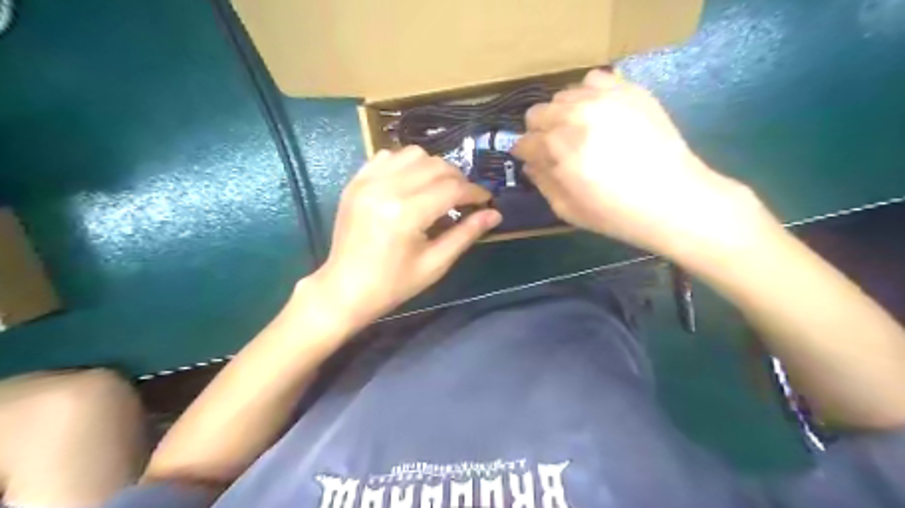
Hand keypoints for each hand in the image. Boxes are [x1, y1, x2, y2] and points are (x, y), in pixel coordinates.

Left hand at [312, 144, 501, 325]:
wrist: (345, 289)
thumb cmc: (393, 284)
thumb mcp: (435, 264)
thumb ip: (465, 234)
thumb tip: (495, 214)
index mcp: (406, 214)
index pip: (452, 189)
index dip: (475, 192)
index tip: (486, 200)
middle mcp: (386, 188)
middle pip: (436, 166)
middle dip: (458, 179)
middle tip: (464, 199)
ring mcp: (367, 181)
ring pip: (413, 154)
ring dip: (434, 168)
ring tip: (439, 189)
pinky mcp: (356, 181)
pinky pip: (387, 156)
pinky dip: (407, 164)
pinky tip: (411, 184)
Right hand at [512, 68, 773, 261]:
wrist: (673, 199)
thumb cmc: (615, 213)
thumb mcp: (567, 209)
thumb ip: (542, 182)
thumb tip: (530, 164)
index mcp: (557, 148)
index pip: (524, 142)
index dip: (526, 154)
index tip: (534, 161)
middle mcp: (574, 115)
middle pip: (537, 112)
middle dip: (540, 131)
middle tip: (557, 147)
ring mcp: (603, 98)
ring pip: (563, 95)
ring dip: (563, 113)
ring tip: (581, 130)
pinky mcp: (628, 90)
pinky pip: (595, 79)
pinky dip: (590, 94)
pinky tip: (600, 112)